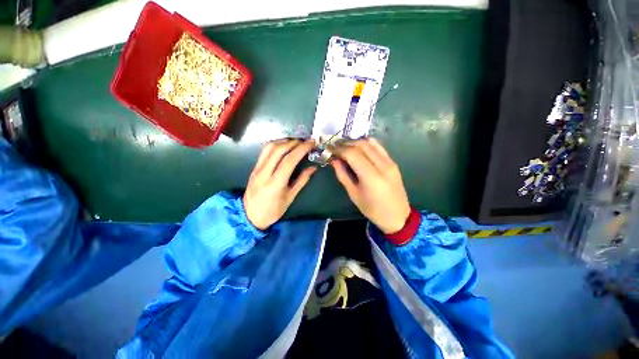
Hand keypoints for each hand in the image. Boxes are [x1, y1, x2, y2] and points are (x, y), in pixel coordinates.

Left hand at [243, 139, 316, 229]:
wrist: (250, 216)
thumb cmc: (273, 210)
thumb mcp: (290, 197)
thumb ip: (302, 180)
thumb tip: (313, 167)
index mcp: (275, 183)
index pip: (289, 160)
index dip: (301, 149)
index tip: (311, 143)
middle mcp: (264, 172)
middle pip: (279, 149)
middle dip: (294, 142)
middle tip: (306, 142)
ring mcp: (257, 168)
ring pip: (270, 147)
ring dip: (284, 141)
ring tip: (296, 142)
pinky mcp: (254, 167)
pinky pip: (264, 150)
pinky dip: (276, 144)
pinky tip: (284, 146)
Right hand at [330, 138, 410, 233]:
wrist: (397, 216)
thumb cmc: (372, 209)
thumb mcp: (353, 194)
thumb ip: (342, 175)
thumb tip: (333, 160)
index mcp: (371, 177)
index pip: (352, 154)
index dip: (339, 149)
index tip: (329, 150)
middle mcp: (382, 165)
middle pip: (361, 145)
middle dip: (345, 144)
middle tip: (335, 148)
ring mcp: (390, 162)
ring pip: (370, 143)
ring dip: (355, 142)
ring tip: (345, 147)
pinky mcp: (393, 162)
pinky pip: (378, 146)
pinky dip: (366, 144)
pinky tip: (358, 148)